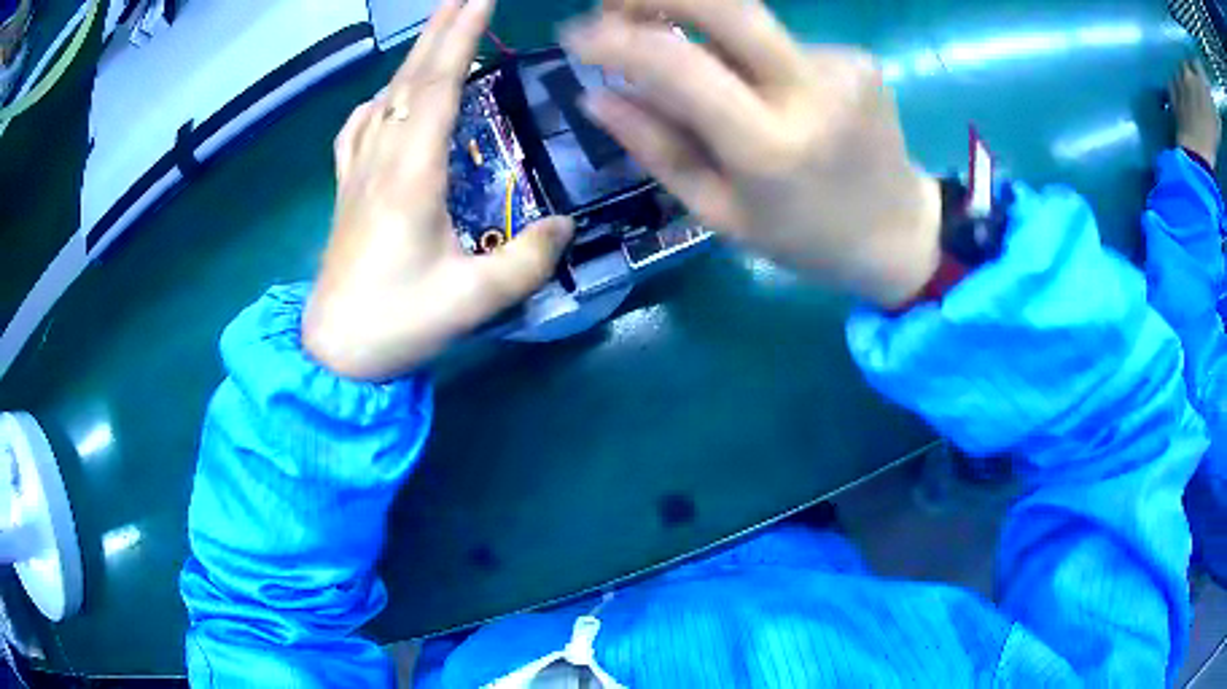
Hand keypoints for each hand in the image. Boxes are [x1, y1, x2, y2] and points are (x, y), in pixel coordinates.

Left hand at [304, 0, 573, 380]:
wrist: (334, 352)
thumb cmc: (397, 324)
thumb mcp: (473, 300)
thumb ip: (527, 259)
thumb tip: (565, 223)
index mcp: (411, 175)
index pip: (437, 86)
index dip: (460, 37)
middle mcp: (381, 160)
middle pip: (409, 79)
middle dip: (440, 30)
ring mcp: (357, 174)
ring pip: (383, 98)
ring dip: (411, 58)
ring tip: (435, 31)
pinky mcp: (345, 192)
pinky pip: (357, 130)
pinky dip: (374, 102)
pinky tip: (383, 98)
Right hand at [563, 0, 940, 307]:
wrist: (900, 233)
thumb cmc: (805, 239)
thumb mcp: (720, 213)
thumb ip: (656, 148)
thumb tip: (596, 94)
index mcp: (770, 145)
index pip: (677, 63)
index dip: (615, 39)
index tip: (575, 37)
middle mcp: (810, 89)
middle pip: (723, 3)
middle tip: (612, 7)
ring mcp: (841, 64)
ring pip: (746, 26)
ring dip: (704, 37)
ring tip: (700, 79)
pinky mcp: (856, 56)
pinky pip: (778, 43)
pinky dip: (750, 57)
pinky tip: (763, 94)